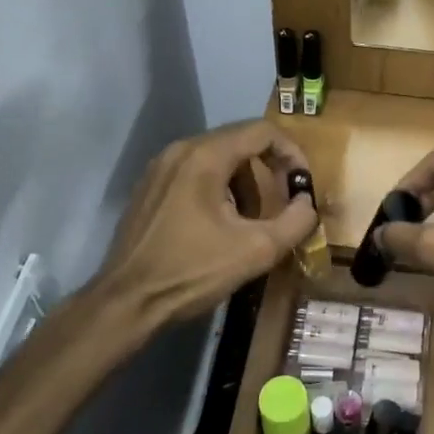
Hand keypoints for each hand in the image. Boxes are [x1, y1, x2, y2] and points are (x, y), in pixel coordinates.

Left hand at [96, 122, 317, 330]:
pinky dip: (219, 189)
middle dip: (268, 170)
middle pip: (240, 142)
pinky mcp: (149, 188)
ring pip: (218, 158)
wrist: (126, 302)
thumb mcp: (256, 250)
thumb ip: (295, 221)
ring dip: (244, 183)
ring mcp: (160, 168)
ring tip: (251, 222)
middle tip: (283, 203)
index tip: (303, 184)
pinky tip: (219, 227)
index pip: (262, 131)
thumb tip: (307, 204)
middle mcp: (180, 150)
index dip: (292, 153)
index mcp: (205, 156)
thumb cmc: (192, 271)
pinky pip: (195, 173)